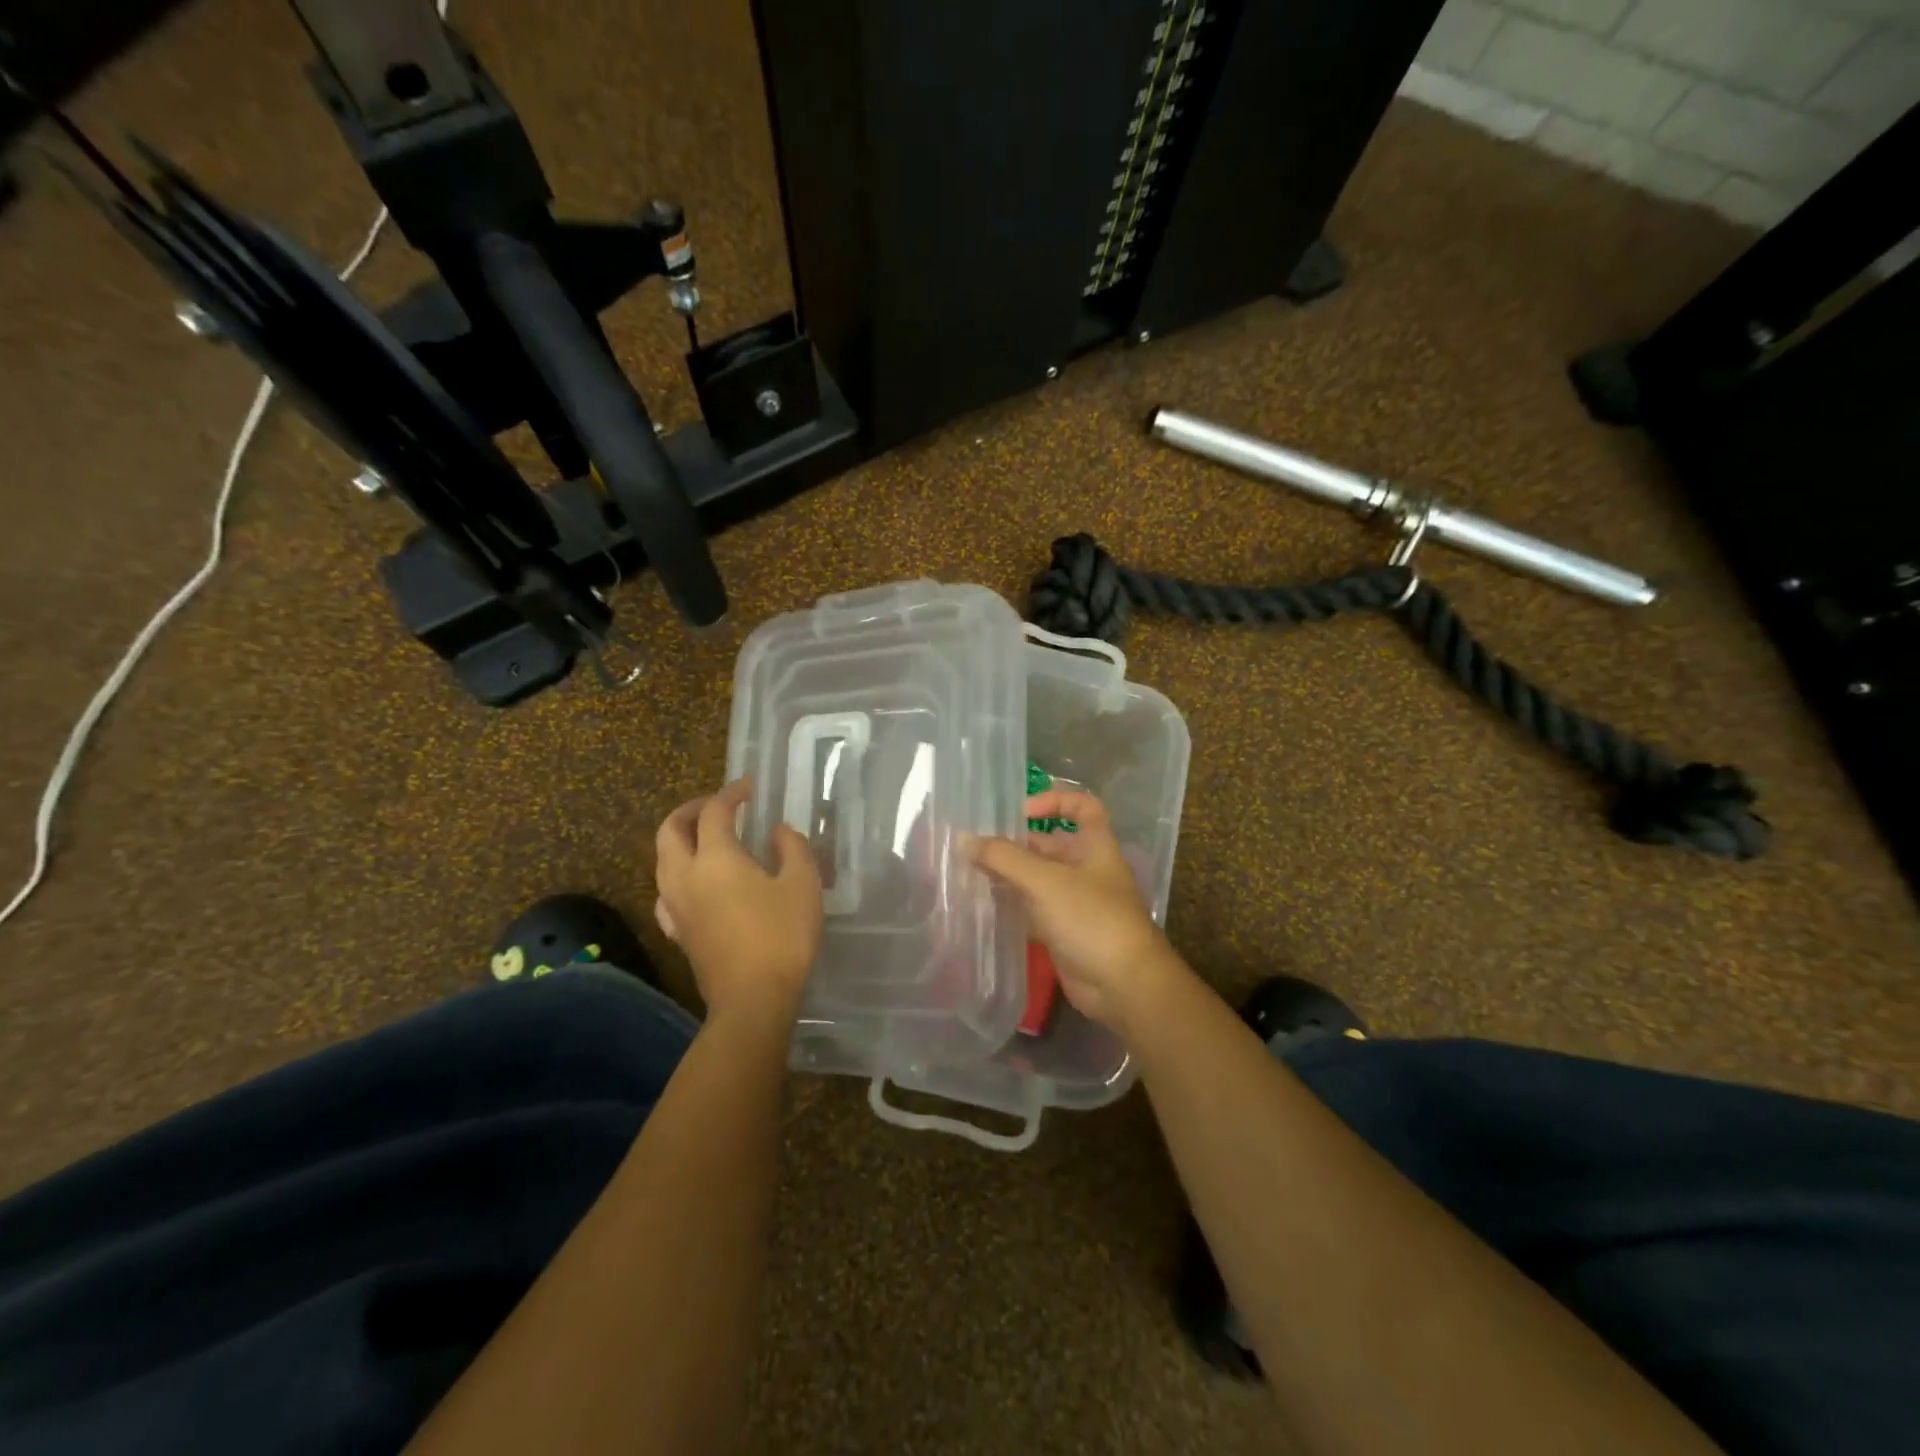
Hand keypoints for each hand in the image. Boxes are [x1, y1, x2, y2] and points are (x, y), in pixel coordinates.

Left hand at [654, 777, 822, 1022]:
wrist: (753, 1000)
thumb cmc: (782, 936)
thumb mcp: (803, 884)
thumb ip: (792, 848)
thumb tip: (777, 831)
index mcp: (716, 858)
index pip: (715, 812)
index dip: (731, 793)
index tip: (750, 787)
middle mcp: (685, 876)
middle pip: (670, 830)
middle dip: (690, 810)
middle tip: (717, 805)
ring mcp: (675, 906)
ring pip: (662, 859)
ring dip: (680, 839)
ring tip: (706, 839)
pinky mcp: (677, 931)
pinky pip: (666, 891)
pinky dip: (677, 874)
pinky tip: (696, 884)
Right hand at [966, 789, 1184, 1035]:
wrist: (1122, 984)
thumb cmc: (1090, 918)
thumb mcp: (1045, 881)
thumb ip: (1003, 858)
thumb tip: (965, 839)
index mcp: (1096, 847)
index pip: (1083, 807)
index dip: (1054, 800)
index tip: (1019, 812)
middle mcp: (1088, 870)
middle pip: (1051, 845)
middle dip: (1016, 844)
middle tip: (975, 848)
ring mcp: (1077, 903)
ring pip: (1039, 880)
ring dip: (1010, 876)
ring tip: (970, 874)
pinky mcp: (1065, 932)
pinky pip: (1034, 910)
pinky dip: (1012, 906)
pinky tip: (983, 906)